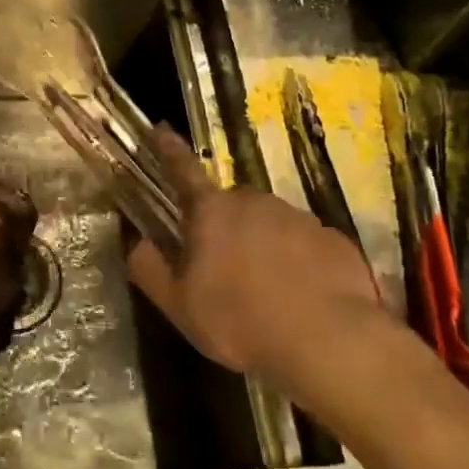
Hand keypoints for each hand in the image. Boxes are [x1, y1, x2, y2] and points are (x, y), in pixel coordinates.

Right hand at [127, 127, 384, 385]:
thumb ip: (149, 269)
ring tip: (265, 292)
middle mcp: (254, 201)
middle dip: (223, 228)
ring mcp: (298, 217)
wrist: (328, 340)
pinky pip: (304, 245)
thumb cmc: (240, 320)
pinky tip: (300, 298)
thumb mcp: (179, 305)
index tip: (161, 128)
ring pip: (269, 225)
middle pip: (229, 206)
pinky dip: (297, 263)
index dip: (169, 150)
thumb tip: (135, 243)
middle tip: (223, 269)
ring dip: (262, 247)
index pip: (183, 170)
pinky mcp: (333, 239)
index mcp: (211, 211)